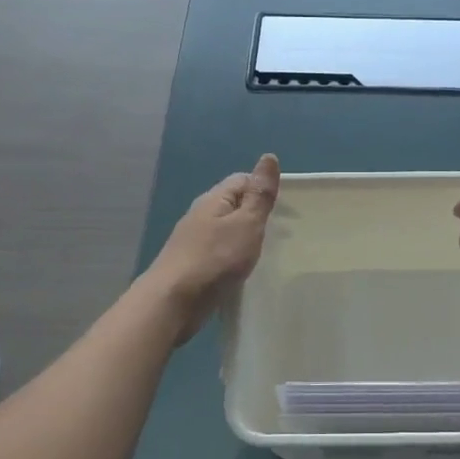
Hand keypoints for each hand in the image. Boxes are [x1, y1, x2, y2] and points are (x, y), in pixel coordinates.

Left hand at [143, 154, 279, 343]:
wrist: (173, 302)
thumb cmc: (215, 259)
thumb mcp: (246, 223)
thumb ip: (259, 194)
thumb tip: (269, 156)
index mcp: (214, 199)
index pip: (242, 180)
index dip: (264, 188)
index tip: (286, 209)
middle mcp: (201, 215)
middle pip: (233, 204)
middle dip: (256, 213)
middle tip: (282, 231)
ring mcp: (194, 241)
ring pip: (226, 230)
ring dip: (245, 236)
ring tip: (267, 251)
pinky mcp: (193, 265)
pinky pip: (219, 251)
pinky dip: (234, 255)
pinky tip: (243, 269)